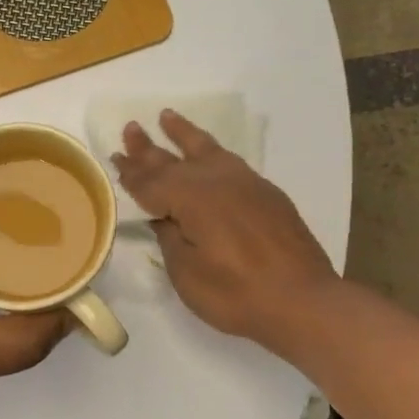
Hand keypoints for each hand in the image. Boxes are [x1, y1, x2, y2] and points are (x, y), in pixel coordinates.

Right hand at [111, 110, 338, 354]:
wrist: (303, 302)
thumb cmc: (236, 294)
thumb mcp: (187, 274)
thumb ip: (170, 238)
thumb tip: (163, 217)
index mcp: (192, 199)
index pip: (152, 182)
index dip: (132, 173)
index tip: (115, 157)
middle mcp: (217, 181)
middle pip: (174, 161)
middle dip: (149, 147)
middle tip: (131, 128)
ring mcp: (246, 184)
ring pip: (207, 150)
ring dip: (184, 135)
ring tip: (168, 116)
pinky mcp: (267, 194)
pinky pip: (230, 162)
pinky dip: (212, 152)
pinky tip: (210, 154)